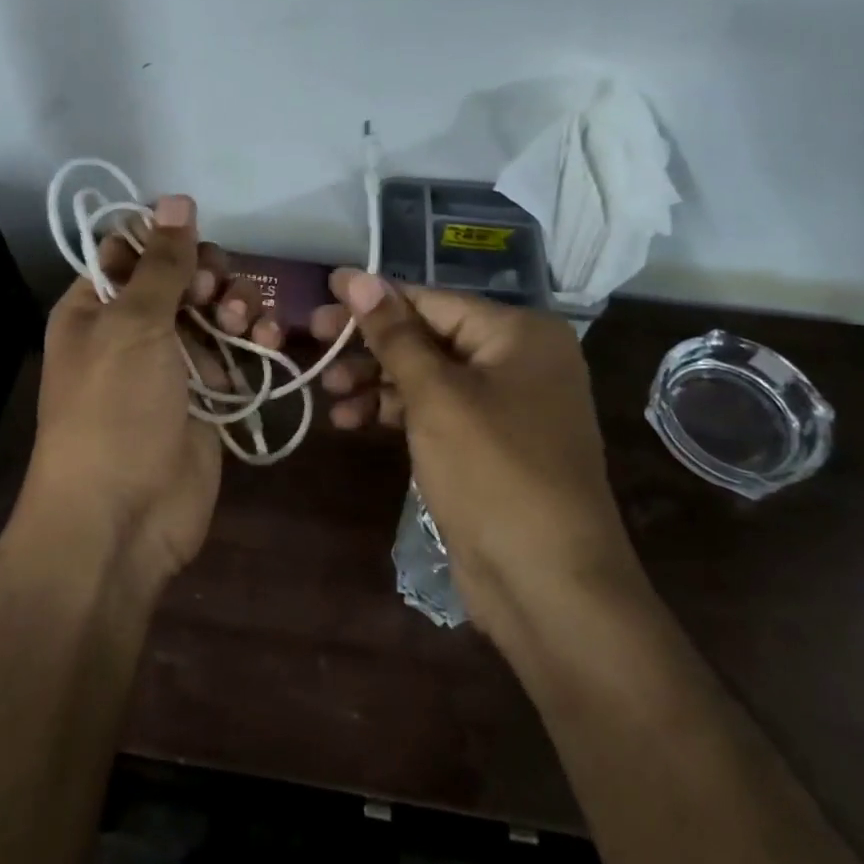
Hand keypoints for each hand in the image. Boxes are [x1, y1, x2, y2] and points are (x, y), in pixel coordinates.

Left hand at [25, 195, 278, 587]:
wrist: (123, 518)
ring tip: (245, 324)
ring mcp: (172, 365)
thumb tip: (175, 197)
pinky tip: (269, 340)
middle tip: (217, 296)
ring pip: (213, 312)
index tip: (194, 252)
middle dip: (209, 277)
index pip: (132, 250)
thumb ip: (162, 263)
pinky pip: (235, 353)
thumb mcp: (133, 325)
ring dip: (236, 307)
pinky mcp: (207, 396)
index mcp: (95, 306)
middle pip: (181, 278)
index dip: (167, 241)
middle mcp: (131, 330)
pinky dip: (254, 342)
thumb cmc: (115, 411)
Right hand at [310, 272, 645, 632]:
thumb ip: (393, 335)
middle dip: (370, 345)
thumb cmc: (494, 473)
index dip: (372, 299)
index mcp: (519, 333)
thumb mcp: (436, 397)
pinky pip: (436, 412)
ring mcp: (506, 406)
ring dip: (376, 382)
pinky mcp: (489, 446)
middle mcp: (518, 360)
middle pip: (429, 336)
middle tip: (313, 344)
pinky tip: (352, 421)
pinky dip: (396, 413)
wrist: (550, 587)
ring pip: (428, 376)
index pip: (431, 301)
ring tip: (328, 392)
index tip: (320, 297)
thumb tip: (356, 276)